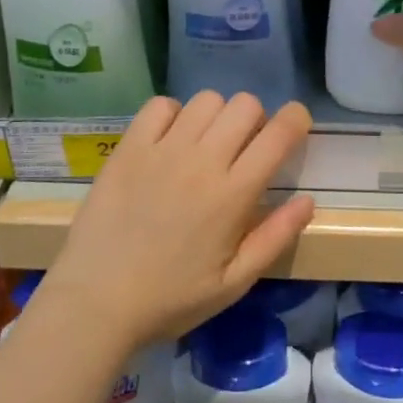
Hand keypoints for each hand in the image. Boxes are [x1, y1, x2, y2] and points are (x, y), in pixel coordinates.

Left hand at [43, 93, 315, 347]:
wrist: (95, 303)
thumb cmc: (171, 298)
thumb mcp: (234, 283)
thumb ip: (275, 238)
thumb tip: (307, 200)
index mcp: (233, 195)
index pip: (278, 134)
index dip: (296, 119)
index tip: (295, 126)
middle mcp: (202, 162)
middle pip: (245, 105)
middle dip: (256, 118)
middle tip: (244, 147)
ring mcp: (162, 151)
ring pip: (206, 100)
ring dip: (217, 115)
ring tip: (205, 143)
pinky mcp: (128, 149)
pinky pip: (160, 105)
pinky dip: (173, 114)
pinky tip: (169, 140)